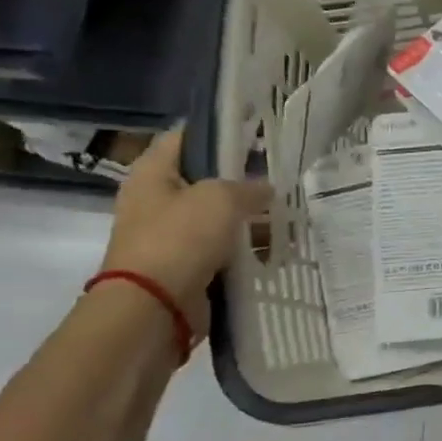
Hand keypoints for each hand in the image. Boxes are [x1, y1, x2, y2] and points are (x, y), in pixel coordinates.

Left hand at [98, 130, 270, 336]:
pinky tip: (277, 249)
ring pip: (219, 218)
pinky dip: (246, 250)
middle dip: (243, 180)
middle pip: (206, 179)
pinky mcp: (186, 267)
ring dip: (250, 219)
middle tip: (279, 179)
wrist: (153, 309)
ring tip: (288, 217)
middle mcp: (157, 200)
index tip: (255, 134)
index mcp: (153, 173)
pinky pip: (222, 251)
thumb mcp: (221, 199)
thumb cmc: (180, 239)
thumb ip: (249, 188)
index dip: (220, 131)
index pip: (186, 137)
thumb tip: (266, 189)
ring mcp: (171, 236)